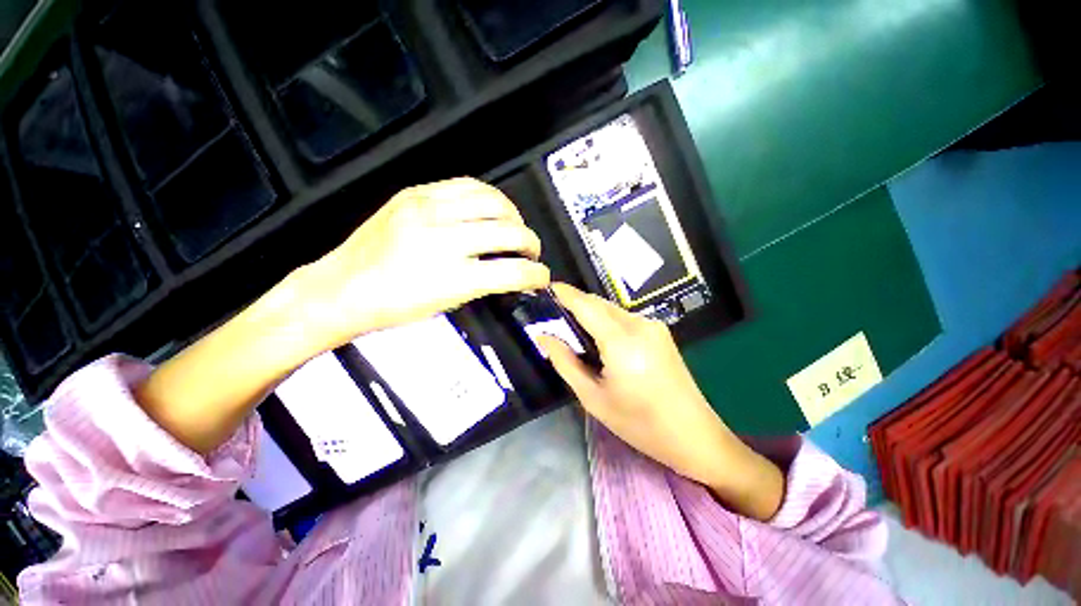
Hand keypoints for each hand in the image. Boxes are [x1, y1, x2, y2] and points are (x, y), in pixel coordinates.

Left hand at [298, 178, 550, 352]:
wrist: (342, 287)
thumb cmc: (394, 307)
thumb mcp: (446, 305)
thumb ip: (483, 283)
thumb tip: (509, 270)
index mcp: (450, 278)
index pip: (512, 272)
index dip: (536, 275)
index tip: (542, 277)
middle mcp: (442, 239)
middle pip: (509, 232)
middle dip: (531, 243)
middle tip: (531, 252)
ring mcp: (427, 209)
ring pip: (494, 201)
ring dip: (515, 217)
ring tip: (515, 228)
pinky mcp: (416, 193)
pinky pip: (468, 184)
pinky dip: (490, 197)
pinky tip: (492, 209)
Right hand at [537, 283, 783, 519]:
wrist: (694, 436)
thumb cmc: (639, 424)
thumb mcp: (593, 398)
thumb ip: (565, 362)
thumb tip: (543, 337)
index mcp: (622, 342)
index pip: (586, 305)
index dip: (564, 293)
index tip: (546, 288)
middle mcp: (640, 325)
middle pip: (599, 303)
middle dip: (575, 303)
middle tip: (553, 314)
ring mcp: (654, 326)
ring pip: (612, 309)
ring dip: (590, 313)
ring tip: (573, 329)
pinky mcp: (661, 332)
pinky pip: (625, 318)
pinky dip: (606, 321)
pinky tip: (599, 339)